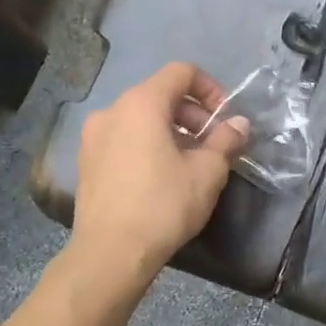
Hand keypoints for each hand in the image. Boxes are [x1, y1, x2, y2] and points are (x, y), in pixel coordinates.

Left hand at [74, 63, 248, 268]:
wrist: (110, 253)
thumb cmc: (163, 205)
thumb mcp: (207, 172)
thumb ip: (226, 140)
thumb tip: (239, 124)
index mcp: (141, 103)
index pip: (181, 72)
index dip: (210, 89)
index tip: (225, 119)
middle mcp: (112, 110)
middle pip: (160, 94)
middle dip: (192, 114)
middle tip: (213, 145)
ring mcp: (93, 137)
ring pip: (141, 118)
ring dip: (171, 131)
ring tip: (190, 163)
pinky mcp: (86, 162)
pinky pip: (124, 138)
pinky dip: (147, 145)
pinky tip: (161, 177)